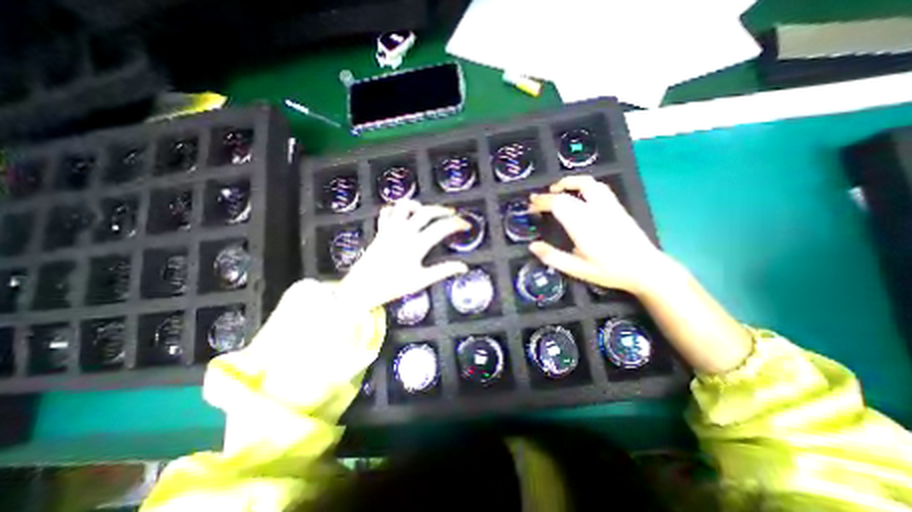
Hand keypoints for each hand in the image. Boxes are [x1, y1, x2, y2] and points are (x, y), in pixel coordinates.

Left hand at [337, 200, 473, 311]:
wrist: (362, 287)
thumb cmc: (392, 286)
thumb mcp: (421, 280)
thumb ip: (443, 271)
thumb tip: (463, 267)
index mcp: (416, 245)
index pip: (442, 228)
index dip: (457, 224)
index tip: (466, 225)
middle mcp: (403, 232)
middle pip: (426, 212)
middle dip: (442, 210)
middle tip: (452, 214)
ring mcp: (390, 229)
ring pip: (404, 206)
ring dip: (418, 205)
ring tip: (426, 212)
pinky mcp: (380, 230)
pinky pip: (387, 212)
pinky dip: (396, 210)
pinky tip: (402, 216)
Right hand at [528, 176, 667, 296]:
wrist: (646, 269)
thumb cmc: (609, 271)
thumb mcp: (577, 270)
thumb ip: (553, 257)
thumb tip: (533, 246)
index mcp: (583, 226)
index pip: (558, 204)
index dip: (541, 202)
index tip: (531, 207)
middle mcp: (595, 211)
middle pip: (567, 194)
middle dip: (548, 194)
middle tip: (537, 200)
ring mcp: (608, 206)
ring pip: (587, 183)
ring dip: (568, 183)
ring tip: (556, 189)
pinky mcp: (616, 206)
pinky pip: (598, 187)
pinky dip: (583, 185)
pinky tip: (578, 193)